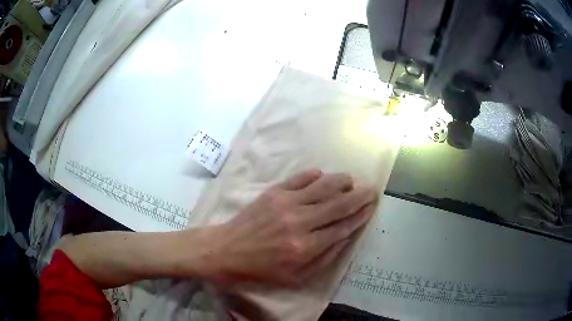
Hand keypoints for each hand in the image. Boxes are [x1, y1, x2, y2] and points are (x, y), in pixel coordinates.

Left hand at [207, 169, 377, 285]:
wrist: (227, 250)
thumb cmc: (262, 269)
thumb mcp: (296, 276)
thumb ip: (325, 258)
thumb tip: (346, 236)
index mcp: (305, 247)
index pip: (343, 227)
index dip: (360, 215)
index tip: (371, 207)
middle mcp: (299, 222)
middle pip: (339, 204)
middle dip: (359, 196)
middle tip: (371, 189)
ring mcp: (285, 203)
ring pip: (323, 186)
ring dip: (341, 181)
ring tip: (351, 181)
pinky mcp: (273, 192)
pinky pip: (300, 178)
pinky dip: (314, 175)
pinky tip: (322, 176)